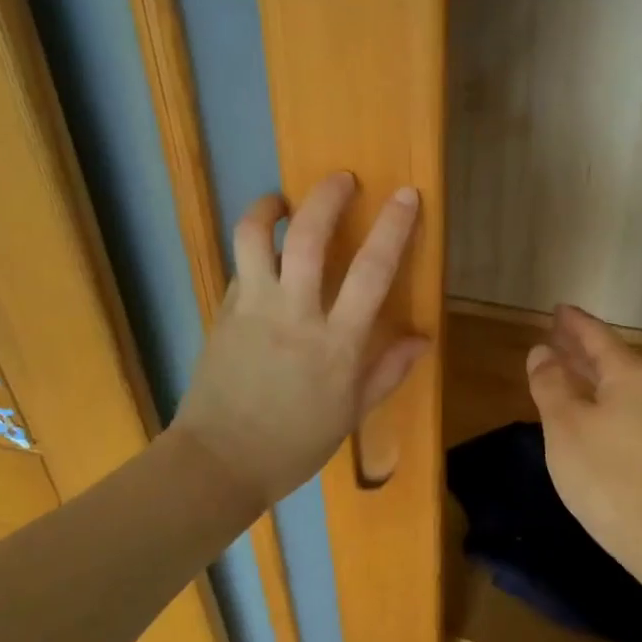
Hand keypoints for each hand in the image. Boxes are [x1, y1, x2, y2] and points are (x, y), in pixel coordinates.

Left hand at [171, 172, 428, 507]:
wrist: (220, 462)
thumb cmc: (294, 444)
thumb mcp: (351, 414)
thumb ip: (387, 371)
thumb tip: (422, 338)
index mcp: (337, 344)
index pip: (372, 272)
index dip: (393, 228)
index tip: (406, 195)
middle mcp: (294, 316)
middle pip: (309, 238)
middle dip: (329, 198)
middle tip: (342, 179)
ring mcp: (253, 310)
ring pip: (257, 238)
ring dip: (270, 207)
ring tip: (283, 200)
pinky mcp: (222, 313)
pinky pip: (240, 267)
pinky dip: (253, 251)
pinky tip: (264, 254)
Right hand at [526, 305, 641, 566]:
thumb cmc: (604, 472)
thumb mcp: (565, 424)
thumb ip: (550, 384)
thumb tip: (541, 352)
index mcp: (628, 374)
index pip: (597, 336)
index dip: (574, 323)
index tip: (556, 309)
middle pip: (610, 357)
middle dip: (581, 345)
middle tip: (555, 332)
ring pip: (615, 383)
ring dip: (588, 372)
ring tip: (563, 364)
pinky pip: (620, 405)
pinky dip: (597, 396)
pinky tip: (583, 408)